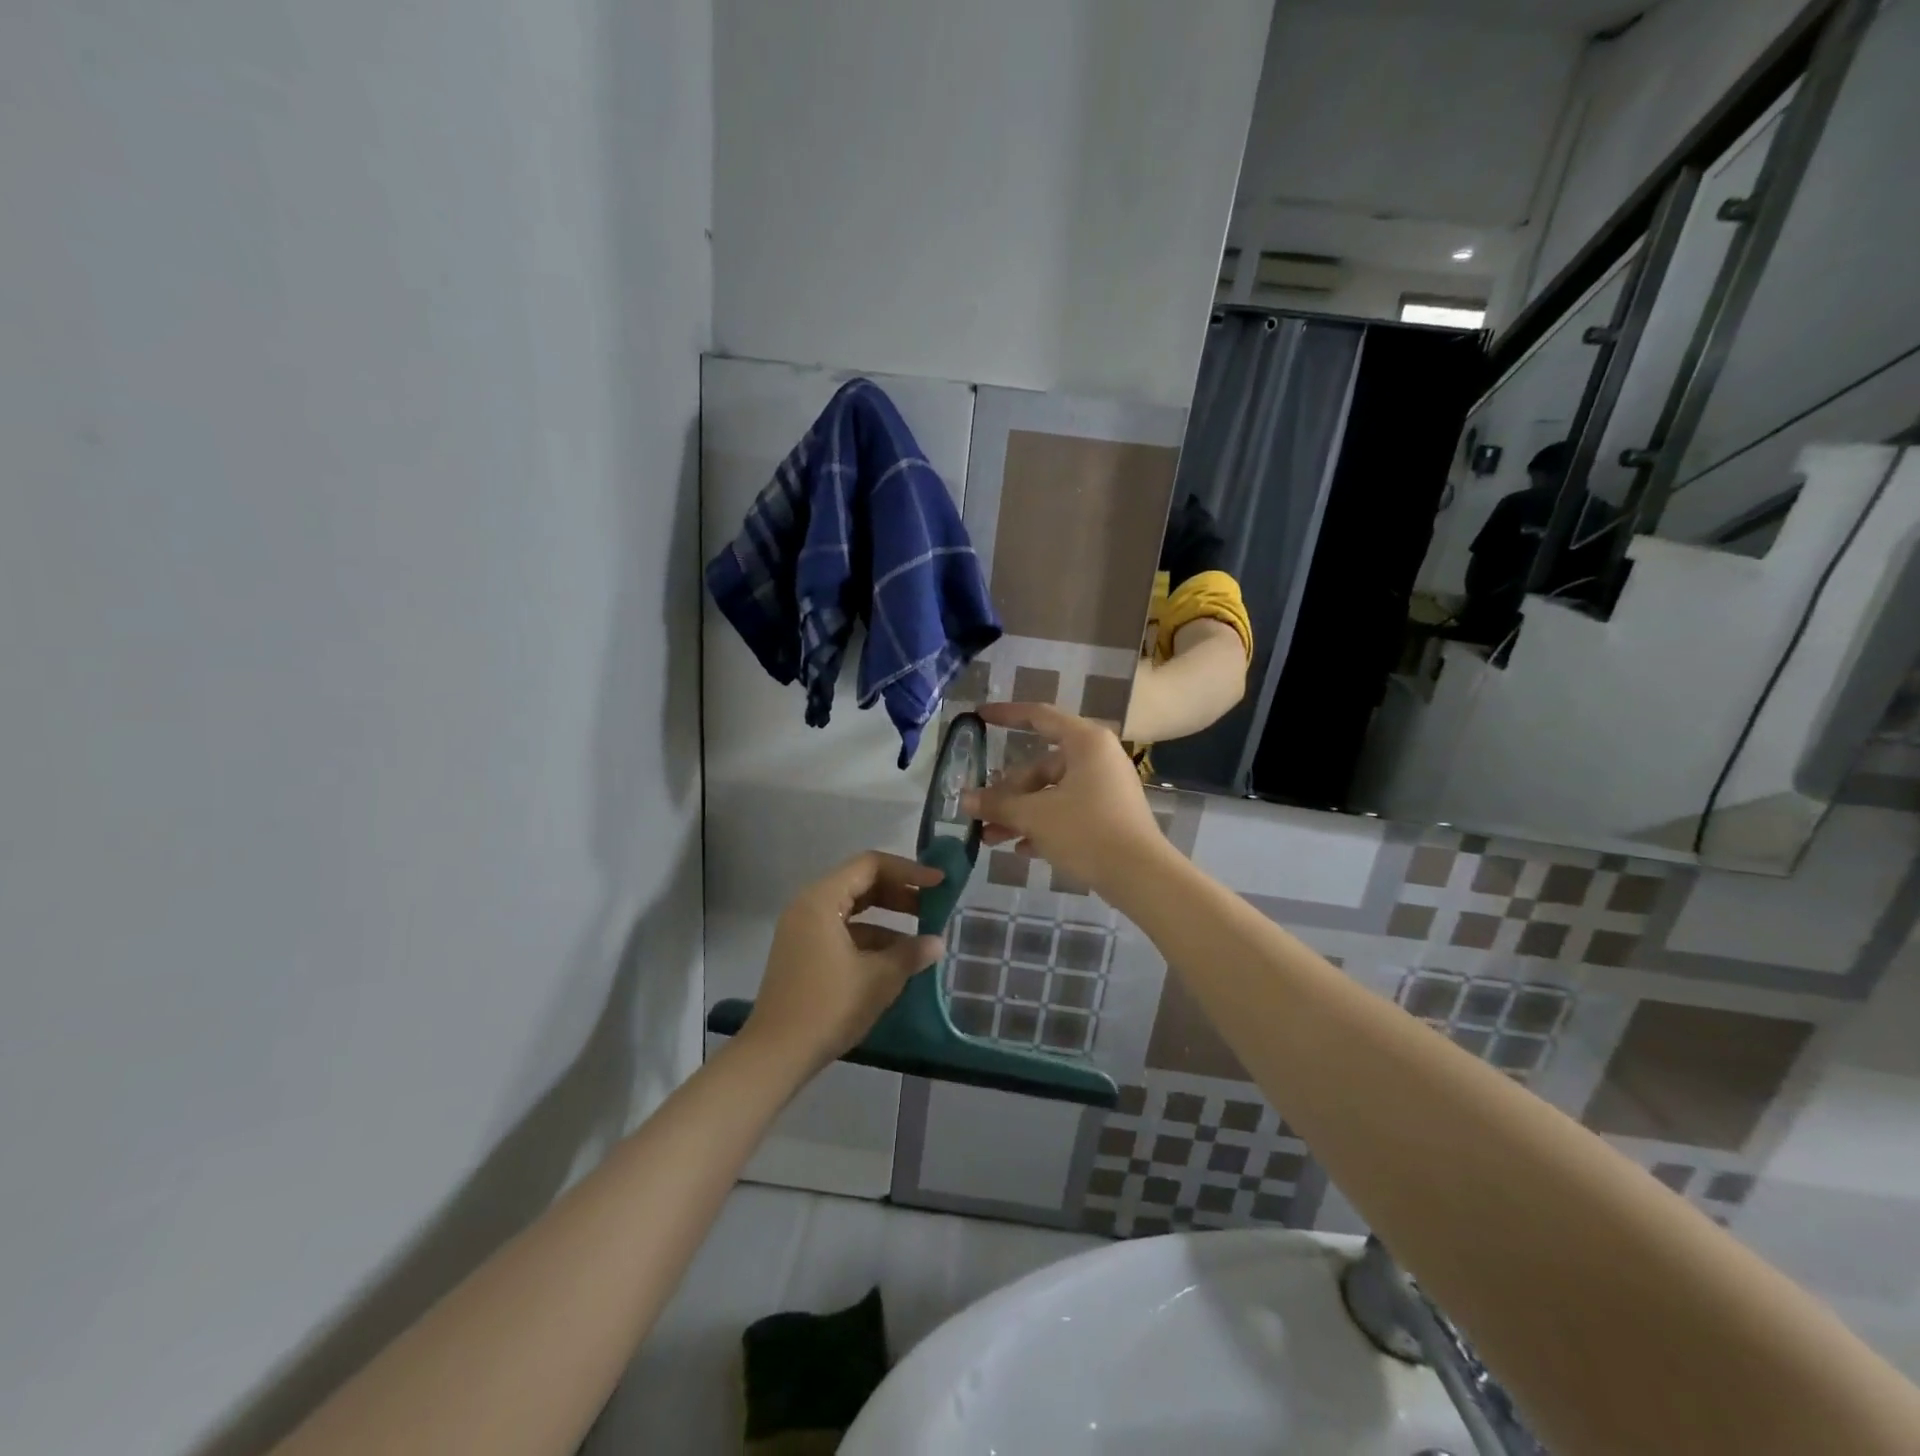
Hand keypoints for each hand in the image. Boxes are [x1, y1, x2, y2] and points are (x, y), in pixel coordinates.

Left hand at [744, 851, 946, 1073]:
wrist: (775, 1055)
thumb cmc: (828, 1007)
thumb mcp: (878, 979)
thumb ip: (911, 954)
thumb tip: (937, 942)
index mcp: (822, 900)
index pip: (870, 865)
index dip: (908, 870)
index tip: (939, 883)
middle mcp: (808, 906)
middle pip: (860, 883)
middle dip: (899, 893)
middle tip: (933, 906)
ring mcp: (803, 930)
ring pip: (852, 909)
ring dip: (887, 918)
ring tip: (920, 937)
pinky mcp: (803, 953)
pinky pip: (842, 931)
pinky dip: (870, 938)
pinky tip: (895, 959)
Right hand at [962, 703, 1169, 895]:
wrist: (1140, 876)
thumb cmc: (1086, 831)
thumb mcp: (1034, 816)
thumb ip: (998, 804)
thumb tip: (965, 799)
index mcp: (1085, 742)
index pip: (1039, 717)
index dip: (1006, 715)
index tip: (979, 716)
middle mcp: (1097, 758)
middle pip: (1041, 766)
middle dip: (1007, 792)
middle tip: (980, 811)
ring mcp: (1105, 788)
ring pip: (1051, 793)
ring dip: (1020, 814)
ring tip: (990, 838)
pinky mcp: (1109, 816)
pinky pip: (1068, 812)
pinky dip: (1044, 826)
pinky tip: (1021, 850)